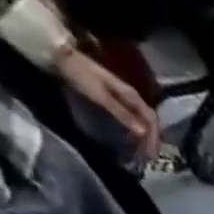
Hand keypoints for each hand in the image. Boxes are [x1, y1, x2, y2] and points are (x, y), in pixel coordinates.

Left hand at [56, 48, 159, 162]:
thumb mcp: (101, 96)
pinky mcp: (113, 99)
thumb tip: (143, 132)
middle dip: (151, 140)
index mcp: (132, 96)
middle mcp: (132, 97)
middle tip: (148, 157)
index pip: (151, 120)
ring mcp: (123, 98)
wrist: (59, 56)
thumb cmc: (80, 74)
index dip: (154, 137)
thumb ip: (122, 113)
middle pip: (148, 122)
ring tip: (140, 151)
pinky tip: (130, 138)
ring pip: (141, 121)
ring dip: (143, 136)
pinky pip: (131, 118)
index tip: (151, 154)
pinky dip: (133, 130)